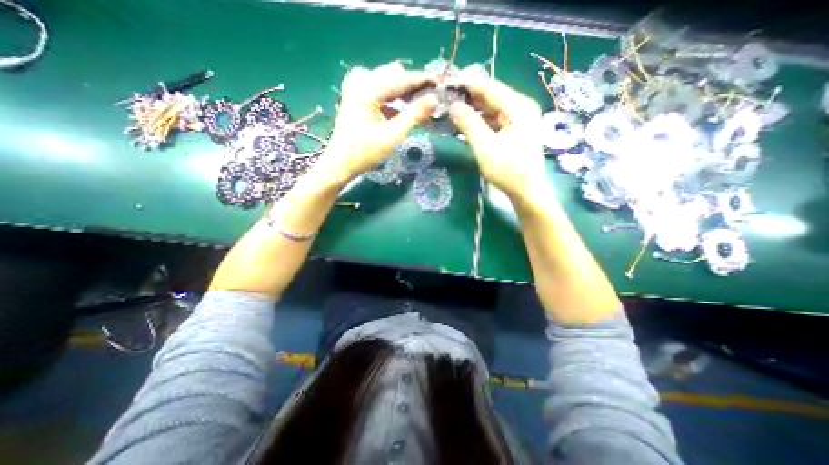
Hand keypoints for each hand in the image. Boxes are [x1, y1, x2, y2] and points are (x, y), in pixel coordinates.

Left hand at [318, 60, 439, 182]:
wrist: (340, 163)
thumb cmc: (364, 153)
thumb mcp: (392, 136)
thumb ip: (414, 116)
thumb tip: (434, 100)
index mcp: (367, 89)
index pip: (401, 78)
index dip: (423, 80)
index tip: (441, 82)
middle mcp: (360, 81)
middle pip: (395, 75)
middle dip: (413, 86)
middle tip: (430, 101)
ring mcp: (356, 87)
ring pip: (388, 82)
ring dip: (405, 93)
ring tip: (420, 107)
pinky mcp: (357, 96)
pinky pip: (381, 90)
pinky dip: (394, 99)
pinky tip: (403, 111)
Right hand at [448, 76, 545, 201]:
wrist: (526, 191)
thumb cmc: (507, 171)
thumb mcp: (485, 147)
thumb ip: (469, 124)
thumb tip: (453, 106)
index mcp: (518, 107)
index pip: (490, 87)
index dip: (468, 84)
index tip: (448, 82)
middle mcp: (521, 108)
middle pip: (491, 96)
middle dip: (469, 98)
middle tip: (447, 99)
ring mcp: (519, 119)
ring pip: (492, 109)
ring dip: (473, 111)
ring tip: (452, 113)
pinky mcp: (515, 130)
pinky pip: (494, 120)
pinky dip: (480, 122)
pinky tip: (465, 126)